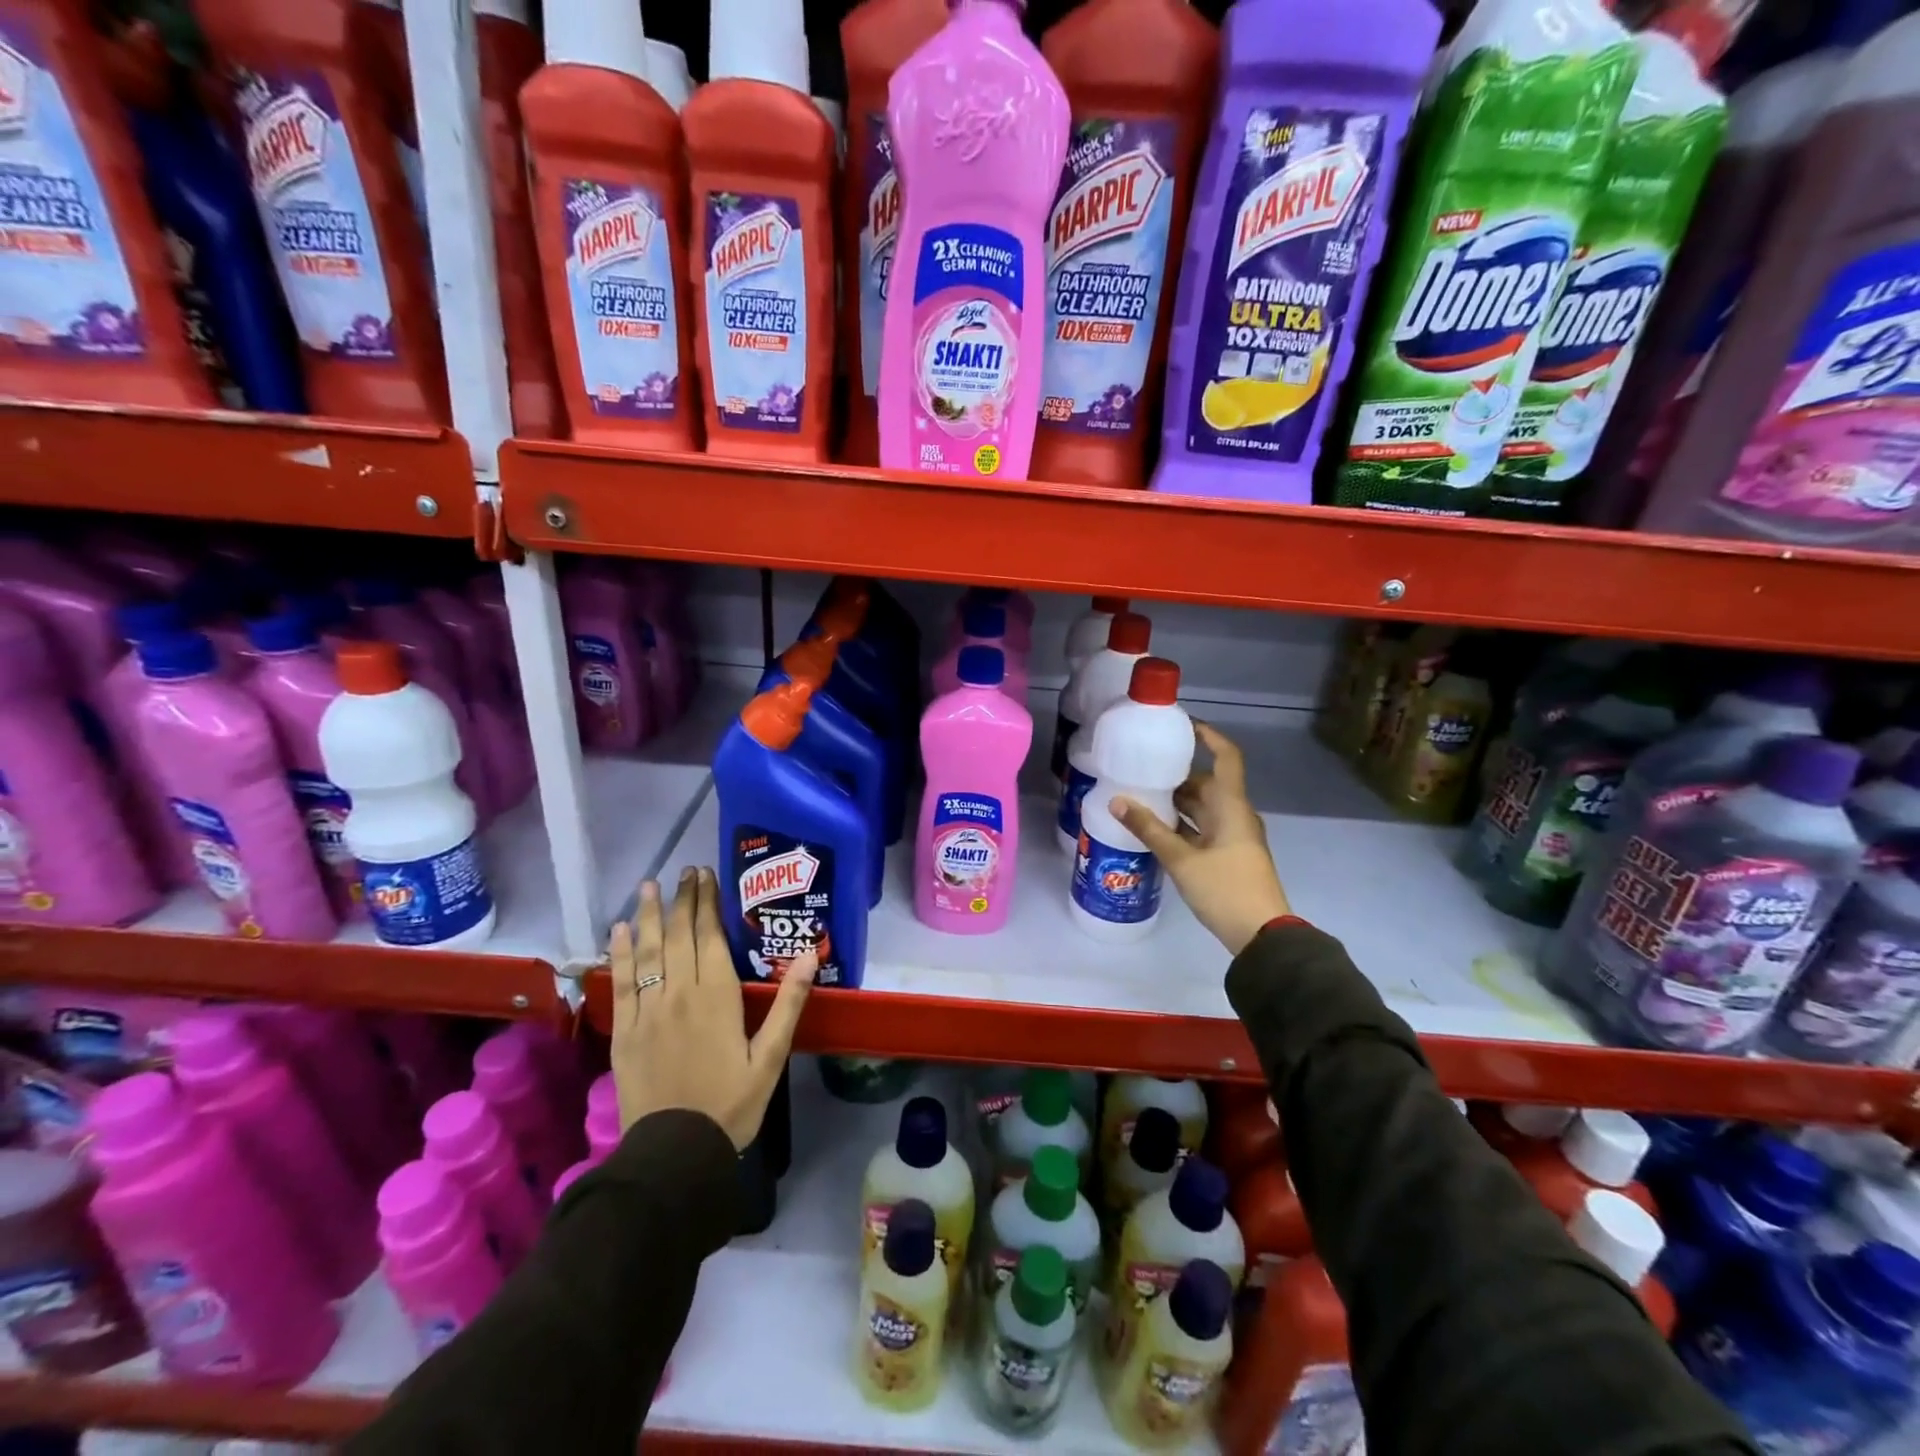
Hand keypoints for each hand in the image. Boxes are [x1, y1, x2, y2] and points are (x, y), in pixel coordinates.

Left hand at [609, 866, 815, 1148]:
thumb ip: (789, 1003)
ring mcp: (647, 1011)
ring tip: (649, 885)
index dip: (707, 903)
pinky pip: (620, 983)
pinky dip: (620, 953)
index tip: (706, 874)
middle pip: (679, 936)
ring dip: (648, 915)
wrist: (675, 1154)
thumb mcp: (771, 1057)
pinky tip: (620, 930)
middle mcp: (680, 993)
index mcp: (717, 996)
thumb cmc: (732, 1104)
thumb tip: (810, 954)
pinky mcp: (624, 1031)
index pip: (710, 937)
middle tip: (684, 870)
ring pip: (647, 951)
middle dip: (682, 899)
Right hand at [1112, 721, 1292, 956]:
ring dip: (1177, 802)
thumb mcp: (1182, 860)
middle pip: (1208, 784)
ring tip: (1142, 795)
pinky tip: (1155, 828)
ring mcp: (1234, 837)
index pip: (1226, 757)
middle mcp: (1236, 815)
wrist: (1263, 935)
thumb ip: (1149, 829)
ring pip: (1203, 809)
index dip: (1208, 737)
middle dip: (1178, 776)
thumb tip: (1116, 801)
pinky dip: (1182, 825)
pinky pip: (1203, 829)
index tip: (1183, 726)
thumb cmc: (1225, 889)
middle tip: (1143, 769)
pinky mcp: (1228, 856)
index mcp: (1232, 806)